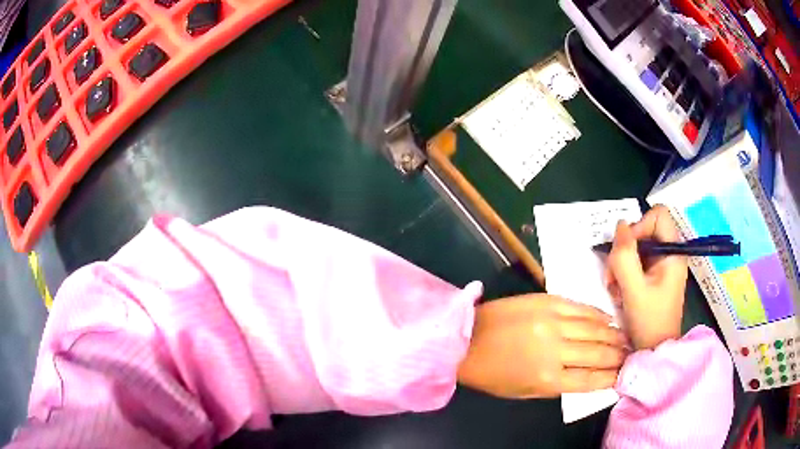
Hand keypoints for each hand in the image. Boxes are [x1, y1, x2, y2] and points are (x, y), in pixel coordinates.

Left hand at [457, 294, 626, 398]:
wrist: (466, 339)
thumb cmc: (492, 374)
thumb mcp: (524, 391)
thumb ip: (557, 386)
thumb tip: (586, 377)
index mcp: (548, 379)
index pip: (590, 380)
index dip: (611, 378)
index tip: (624, 374)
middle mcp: (556, 351)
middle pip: (598, 353)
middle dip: (618, 355)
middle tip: (631, 354)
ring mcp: (553, 322)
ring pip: (595, 328)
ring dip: (614, 334)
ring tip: (625, 337)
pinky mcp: (548, 301)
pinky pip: (581, 307)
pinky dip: (597, 314)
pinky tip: (608, 318)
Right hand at [605, 205, 688, 349]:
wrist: (654, 351)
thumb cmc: (649, 322)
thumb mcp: (634, 290)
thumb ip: (625, 257)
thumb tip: (619, 225)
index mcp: (673, 252)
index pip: (658, 215)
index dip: (640, 226)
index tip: (626, 251)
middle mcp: (670, 253)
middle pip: (644, 231)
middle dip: (625, 250)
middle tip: (614, 276)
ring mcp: (662, 265)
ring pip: (637, 247)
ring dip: (621, 265)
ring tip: (616, 288)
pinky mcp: (655, 275)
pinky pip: (636, 262)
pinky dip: (624, 274)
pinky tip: (620, 292)